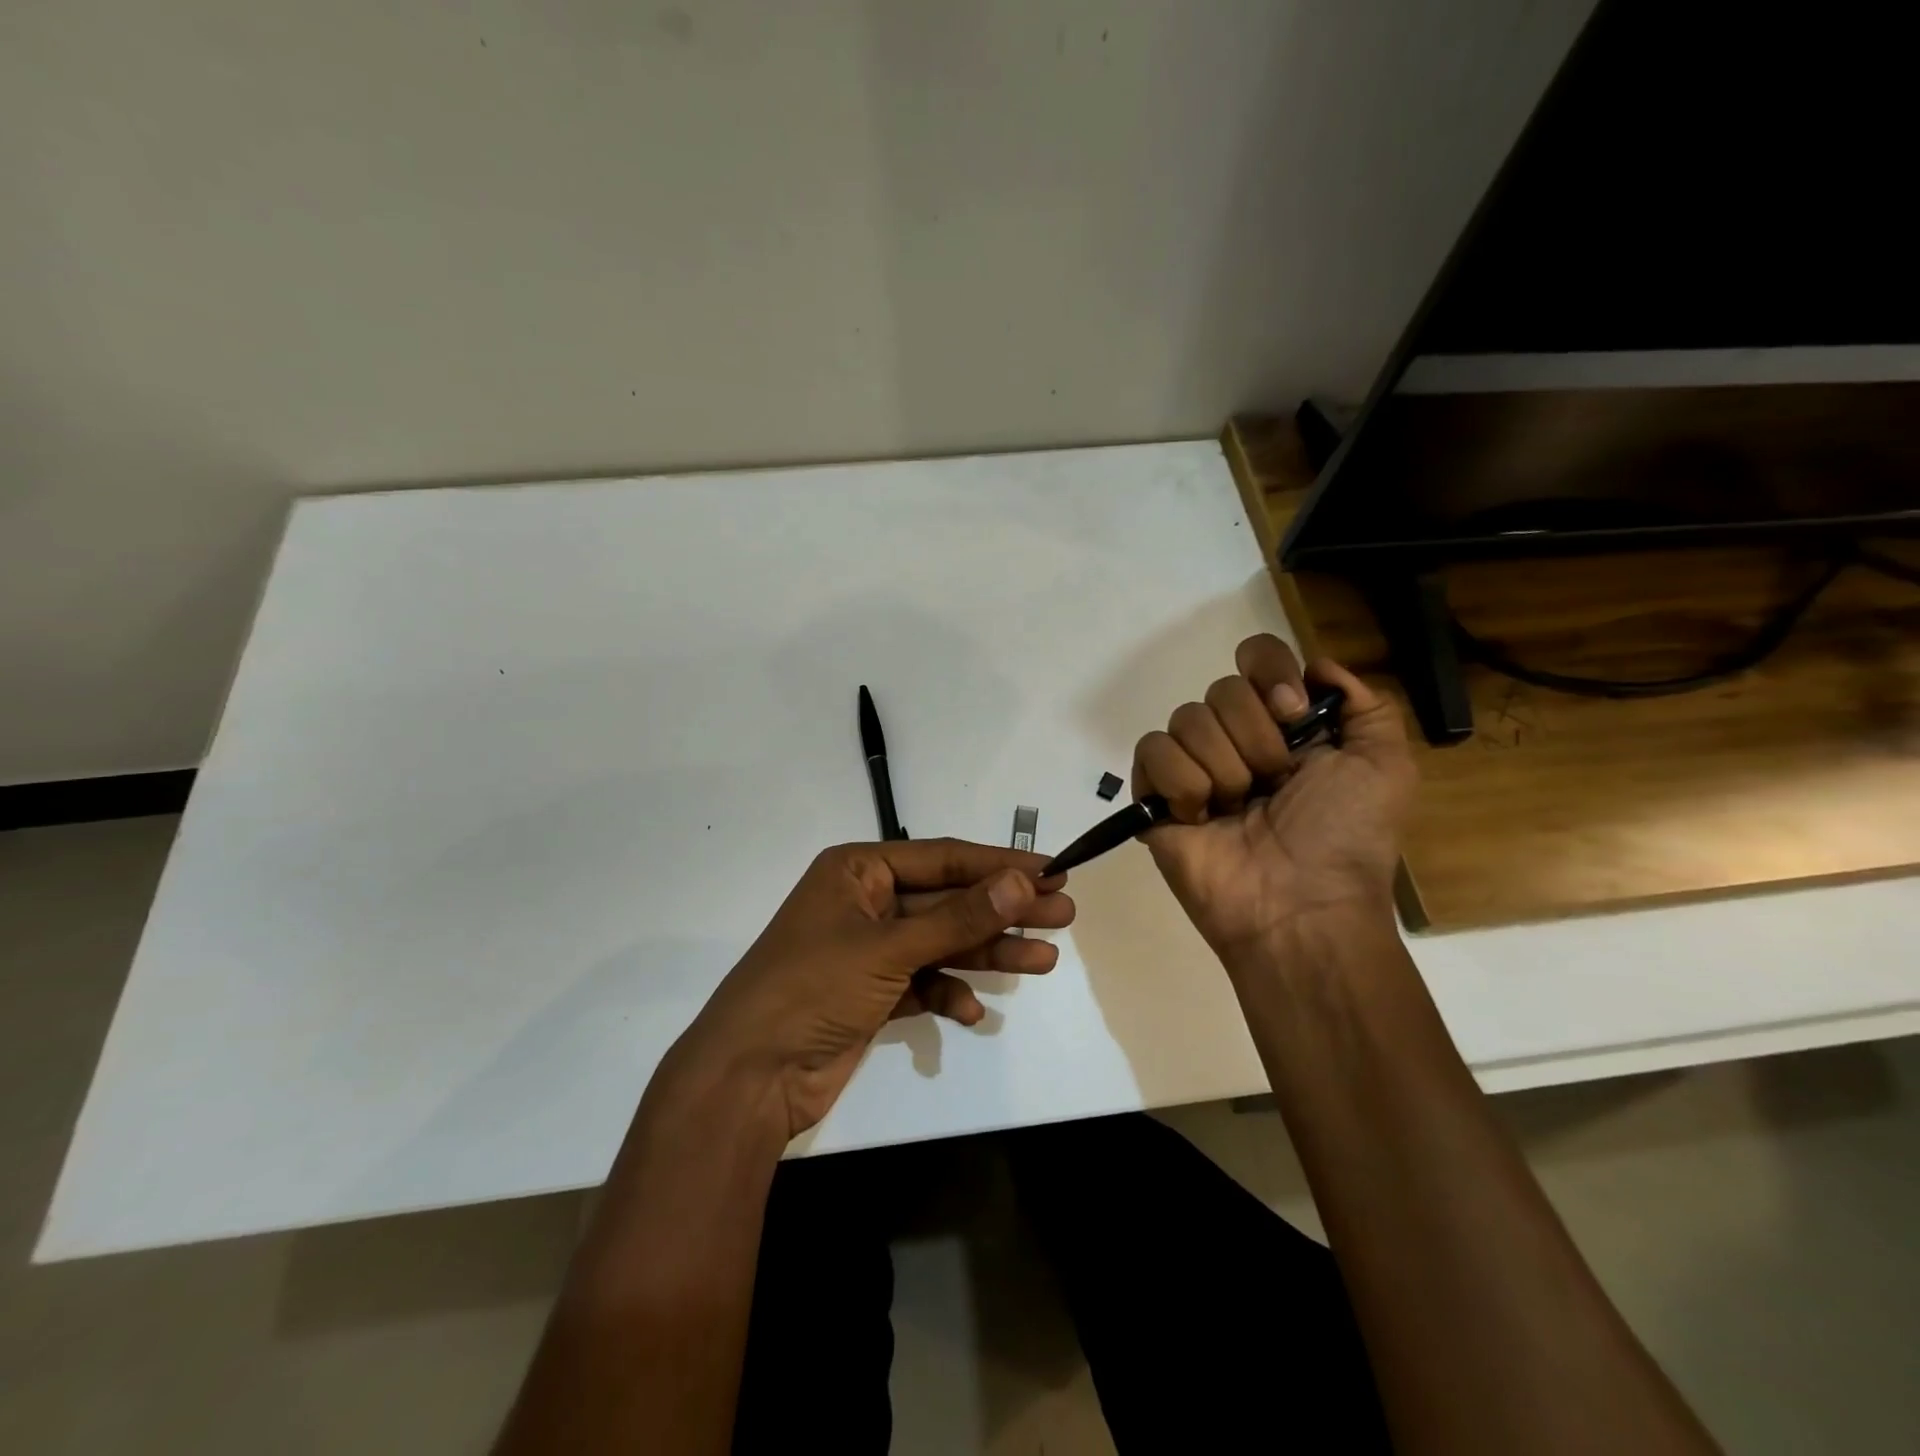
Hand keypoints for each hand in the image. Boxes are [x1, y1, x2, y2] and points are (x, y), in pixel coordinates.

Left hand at [670, 840, 1073, 1139]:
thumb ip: (959, 917)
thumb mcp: (890, 948)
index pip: (943, 858)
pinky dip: (948, 994)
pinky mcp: (871, 992)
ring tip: (1045, 961)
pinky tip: (972, 1012)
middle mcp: (865, 902)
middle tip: (1063, 916)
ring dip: (988, 953)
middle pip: (948, 901)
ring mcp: (868, 949)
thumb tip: (1023, 881)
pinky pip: (922, 982)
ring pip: (941, 942)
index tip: (1052, 871)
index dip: (999, 865)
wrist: (749, 1077)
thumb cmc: (813, 990)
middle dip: (1003, 910)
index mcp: (858, 871)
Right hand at [1133, 634, 1415, 962]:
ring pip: (1187, 718)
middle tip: (1273, 784)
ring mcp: (1192, 766)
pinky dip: (1181, 783)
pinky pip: (1152, 751)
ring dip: (1224, 768)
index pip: (1257, 658)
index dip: (1271, 673)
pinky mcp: (1154, 795)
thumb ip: (1366, 704)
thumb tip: (1317, 666)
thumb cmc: (1346, 837)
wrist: (1300, 906)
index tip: (1293, 715)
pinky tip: (1199, 817)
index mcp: (1285, 725)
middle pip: (1221, 688)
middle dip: (1256, 739)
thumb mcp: (1386, 766)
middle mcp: (1235, 738)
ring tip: (1237, 810)